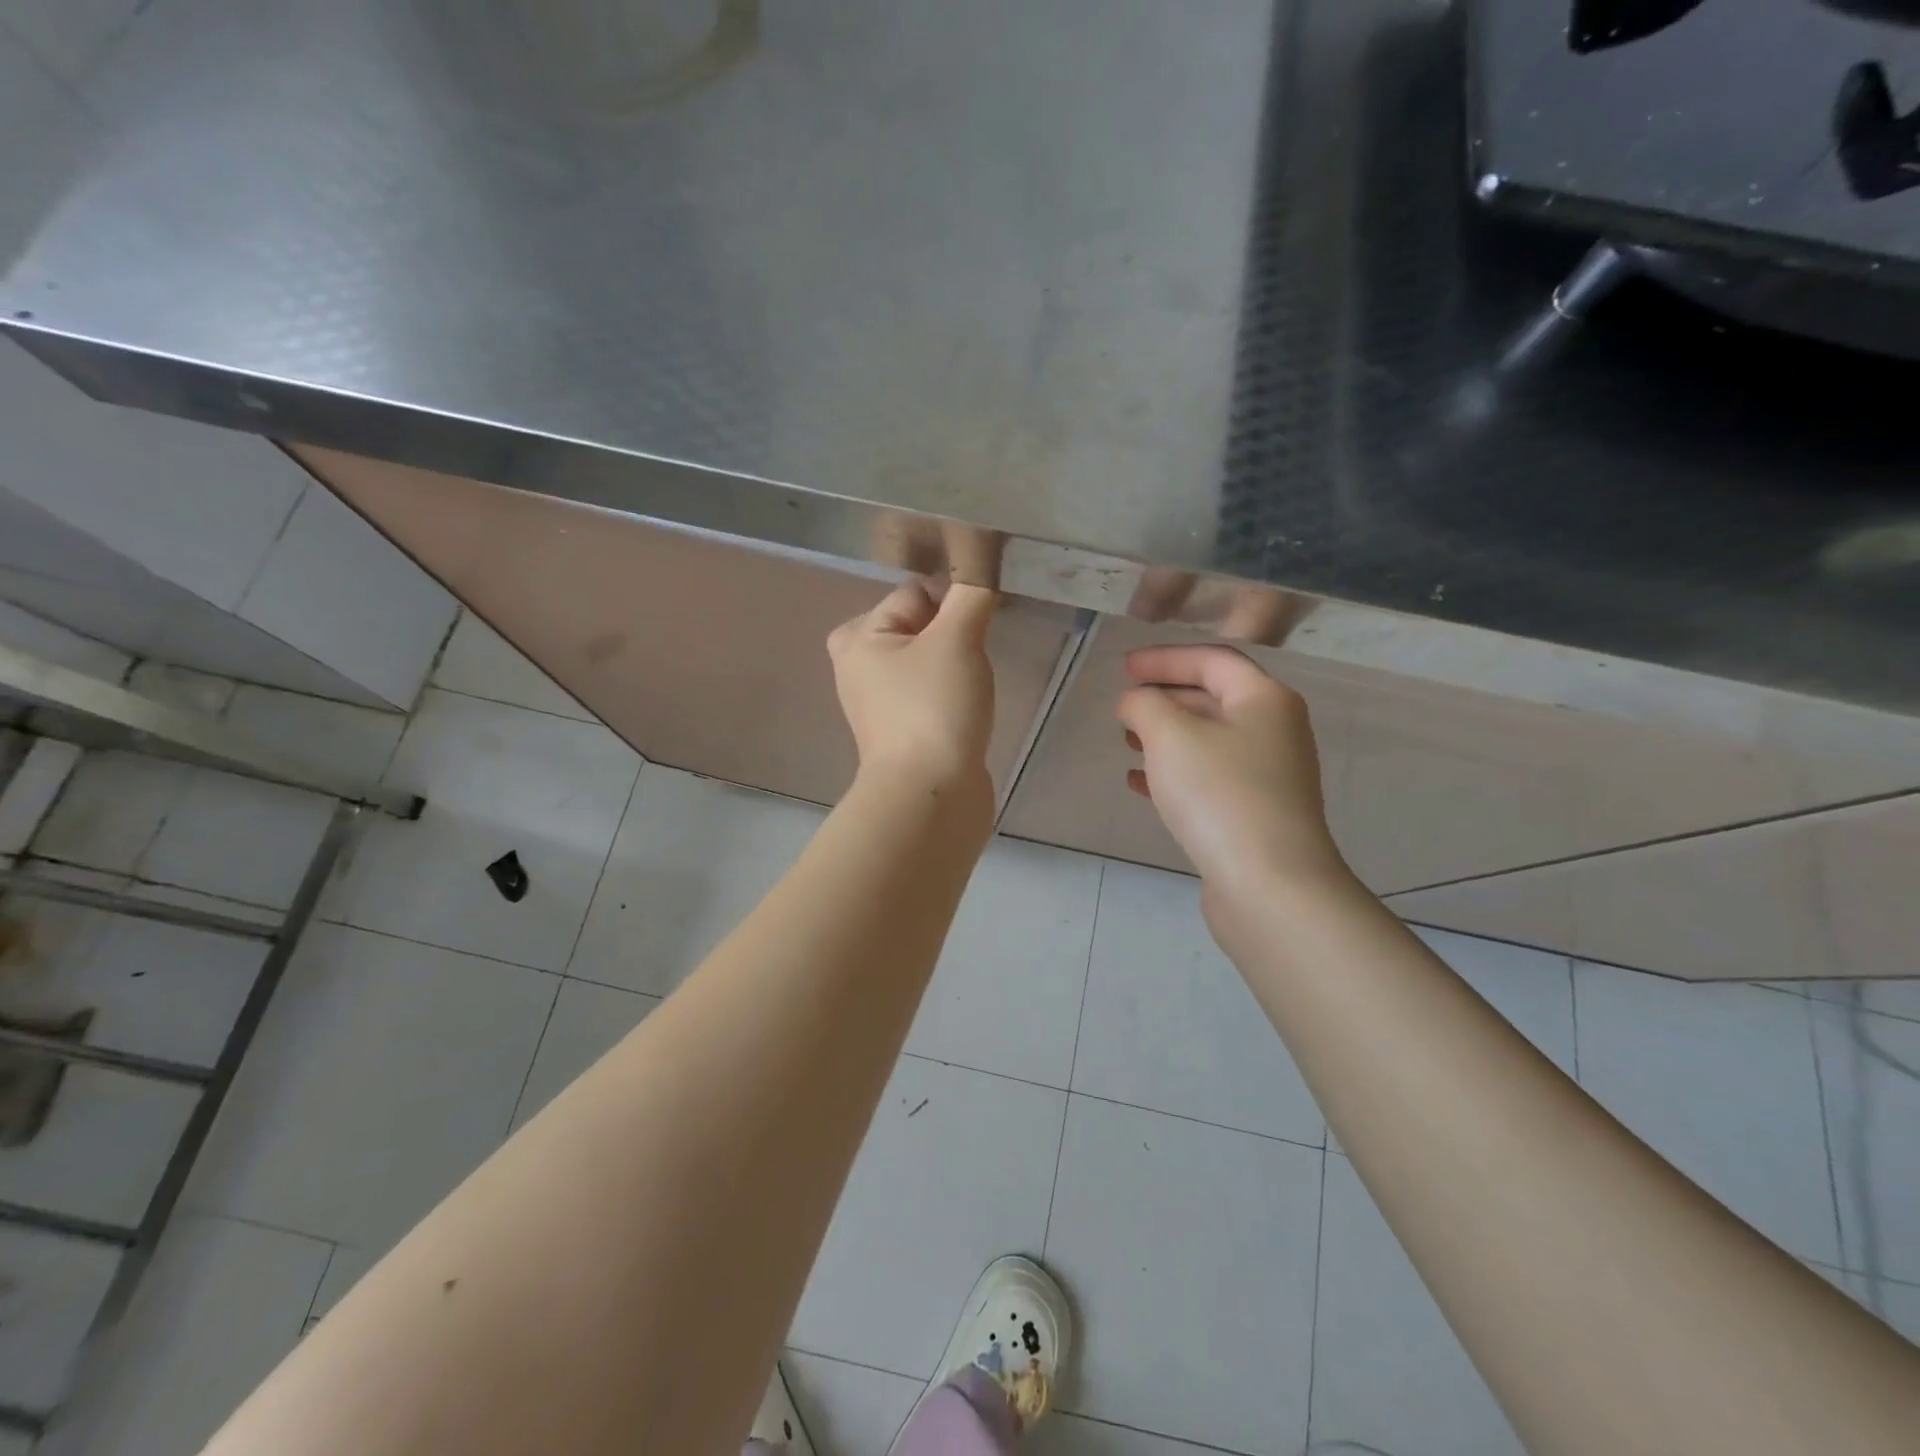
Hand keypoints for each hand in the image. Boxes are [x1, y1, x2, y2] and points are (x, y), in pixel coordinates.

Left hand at [828, 580, 998, 790]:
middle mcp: (859, 666)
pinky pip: (931, 692)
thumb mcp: (956, 639)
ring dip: (956, 664)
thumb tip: (982, 562)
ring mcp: (881, 702)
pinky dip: (952, 693)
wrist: (931, 795)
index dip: (952, 600)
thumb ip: (971, 593)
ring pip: (929, 659)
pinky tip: (966, 708)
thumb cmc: (934, 708)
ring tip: (971, 687)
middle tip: (973, 657)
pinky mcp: (903, 729)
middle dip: (953, 633)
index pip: (915, 592)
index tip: (981, 620)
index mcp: (858, 637)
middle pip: (920, 625)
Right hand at [1117, 644, 1345, 891]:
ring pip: (1208, 740)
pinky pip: (1208, 778)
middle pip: (1213, 698)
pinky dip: (1174, 772)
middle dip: (1164, 697)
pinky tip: (1139, 783)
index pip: (1211, 660)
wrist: (1269, 885)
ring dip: (1165, 736)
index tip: (1124, 668)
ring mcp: (1267, 775)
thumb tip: (1137, 703)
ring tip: (1126, 742)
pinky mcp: (1254, 813)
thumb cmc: (1220, 795)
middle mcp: (1274, 730)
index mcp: (1264, 699)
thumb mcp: (1170, 736)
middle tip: (1124, 706)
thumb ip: (1144, 705)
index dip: (1164, 658)